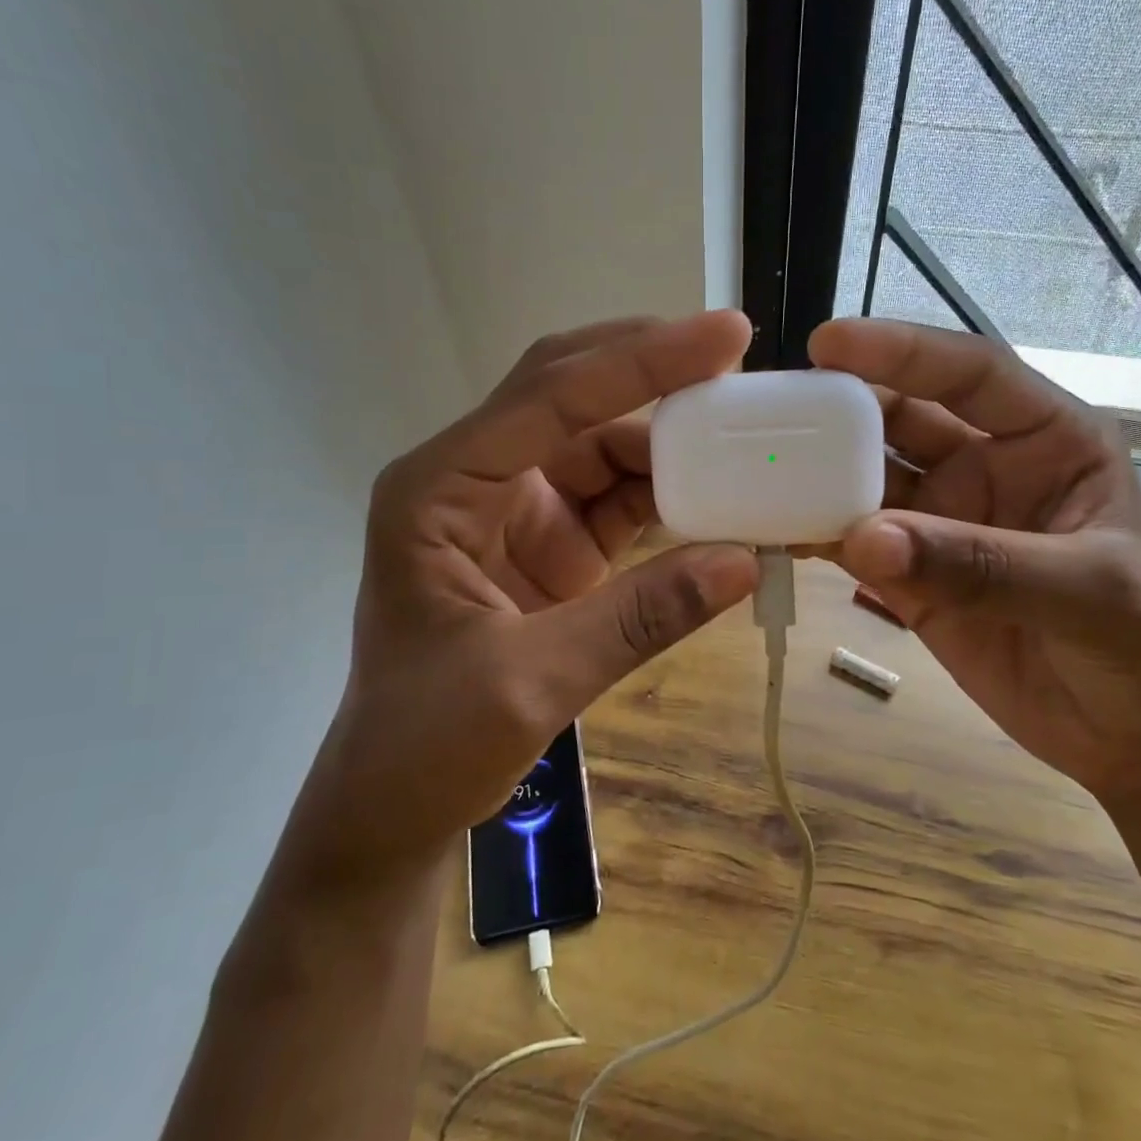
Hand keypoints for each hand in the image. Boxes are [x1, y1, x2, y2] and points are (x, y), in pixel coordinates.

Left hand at [272, 312, 760, 892]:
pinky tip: (719, 499)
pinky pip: (616, 500)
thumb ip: (638, 617)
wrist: (395, 804)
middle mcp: (476, 480)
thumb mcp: (531, 683)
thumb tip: (744, 561)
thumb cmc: (427, 745)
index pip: (549, 396)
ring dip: (670, 441)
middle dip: (652, 373)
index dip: (639, 361)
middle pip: (571, 397)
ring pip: (602, 445)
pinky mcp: (549, 545)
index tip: (726, 336)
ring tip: (745, 436)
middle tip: (737, 358)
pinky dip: (669, 497)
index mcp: (440, 489)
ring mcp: (515, 511)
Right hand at [809, 319, 1140, 803]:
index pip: (971, 374)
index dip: (902, 351)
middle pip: (900, 420)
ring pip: (865, 481)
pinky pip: (852, 545)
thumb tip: (863, 539)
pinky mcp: (911, 579)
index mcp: (1045, 441)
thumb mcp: (1088, 592)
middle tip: (770, 413)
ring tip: (753, 473)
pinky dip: (812, 536)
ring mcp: (941, 524)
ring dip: (816, 476)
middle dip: (840, 411)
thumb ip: (978, 563)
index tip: (828, 342)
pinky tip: (771, 532)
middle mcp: (984, 468)